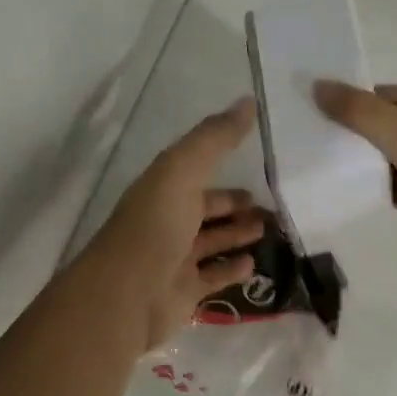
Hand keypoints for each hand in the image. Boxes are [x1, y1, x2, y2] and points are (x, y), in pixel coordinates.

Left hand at [87, 97, 264, 349]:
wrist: (126, 295)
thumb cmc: (155, 226)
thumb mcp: (184, 169)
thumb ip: (215, 138)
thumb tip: (249, 100)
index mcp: (163, 188)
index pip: (195, 171)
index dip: (222, 166)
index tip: (255, 165)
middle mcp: (167, 220)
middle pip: (205, 209)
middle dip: (234, 205)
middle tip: (270, 204)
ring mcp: (174, 258)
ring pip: (212, 242)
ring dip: (237, 234)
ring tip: (269, 230)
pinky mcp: (184, 291)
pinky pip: (213, 276)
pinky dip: (232, 269)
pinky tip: (253, 263)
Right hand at [315, 81, 396, 255]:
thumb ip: (362, 113)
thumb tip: (318, 85)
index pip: (375, 96)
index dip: (348, 113)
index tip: (321, 137)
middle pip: (384, 122)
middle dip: (360, 143)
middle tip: (333, 163)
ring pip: (395, 151)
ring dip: (377, 168)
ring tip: (357, 184)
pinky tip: (391, 201)